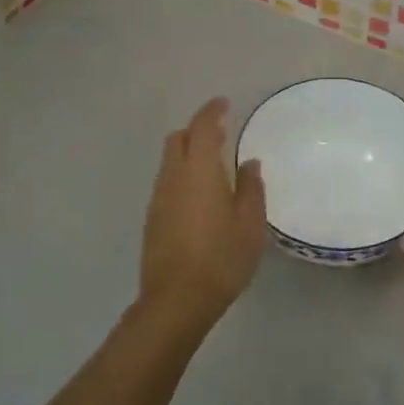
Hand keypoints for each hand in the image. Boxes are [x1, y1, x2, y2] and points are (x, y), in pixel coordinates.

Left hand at [138, 98, 266, 332]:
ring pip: (169, 161)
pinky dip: (182, 175)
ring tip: (213, 166)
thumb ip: (251, 188)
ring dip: (187, 154)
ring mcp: (158, 198)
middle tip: (220, 134)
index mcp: (198, 171)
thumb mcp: (250, 224)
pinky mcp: (152, 218)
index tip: (224, 104)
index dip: (212, 111)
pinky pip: (167, 183)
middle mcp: (173, 177)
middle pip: (177, 139)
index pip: (202, 127)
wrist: (176, 300)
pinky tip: (200, 196)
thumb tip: (248, 163)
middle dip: (196, 130)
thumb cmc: (221, 258)